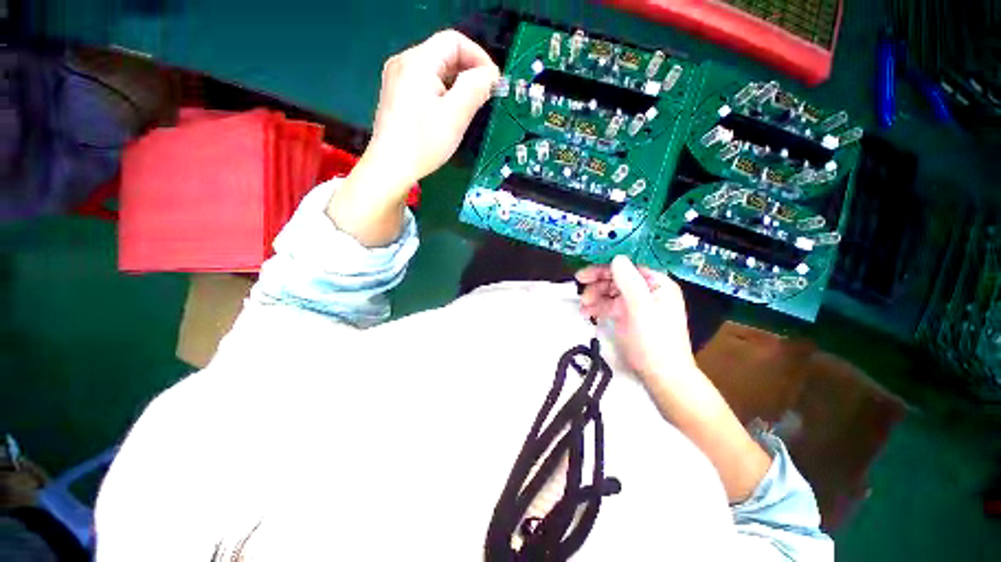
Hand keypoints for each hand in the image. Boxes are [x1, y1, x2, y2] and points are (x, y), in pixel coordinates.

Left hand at [363, 29, 499, 191]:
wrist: (390, 168)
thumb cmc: (423, 143)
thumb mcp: (455, 117)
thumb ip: (475, 89)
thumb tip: (491, 75)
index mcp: (418, 61)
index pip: (454, 41)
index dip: (479, 57)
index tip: (493, 83)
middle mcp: (404, 62)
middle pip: (444, 54)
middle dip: (469, 72)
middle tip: (485, 97)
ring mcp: (397, 78)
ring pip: (436, 70)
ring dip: (457, 83)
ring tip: (469, 107)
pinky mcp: (397, 94)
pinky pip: (426, 83)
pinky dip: (443, 92)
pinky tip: (449, 112)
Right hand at [575, 255, 695, 380]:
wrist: (661, 376)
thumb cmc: (655, 341)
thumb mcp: (641, 309)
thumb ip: (629, 282)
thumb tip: (616, 258)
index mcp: (656, 284)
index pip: (628, 267)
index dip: (605, 268)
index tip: (585, 274)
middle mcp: (646, 291)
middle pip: (617, 278)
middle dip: (597, 283)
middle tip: (579, 286)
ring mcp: (636, 304)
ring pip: (610, 292)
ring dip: (595, 295)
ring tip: (583, 306)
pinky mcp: (627, 317)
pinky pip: (609, 305)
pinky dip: (597, 307)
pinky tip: (587, 313)